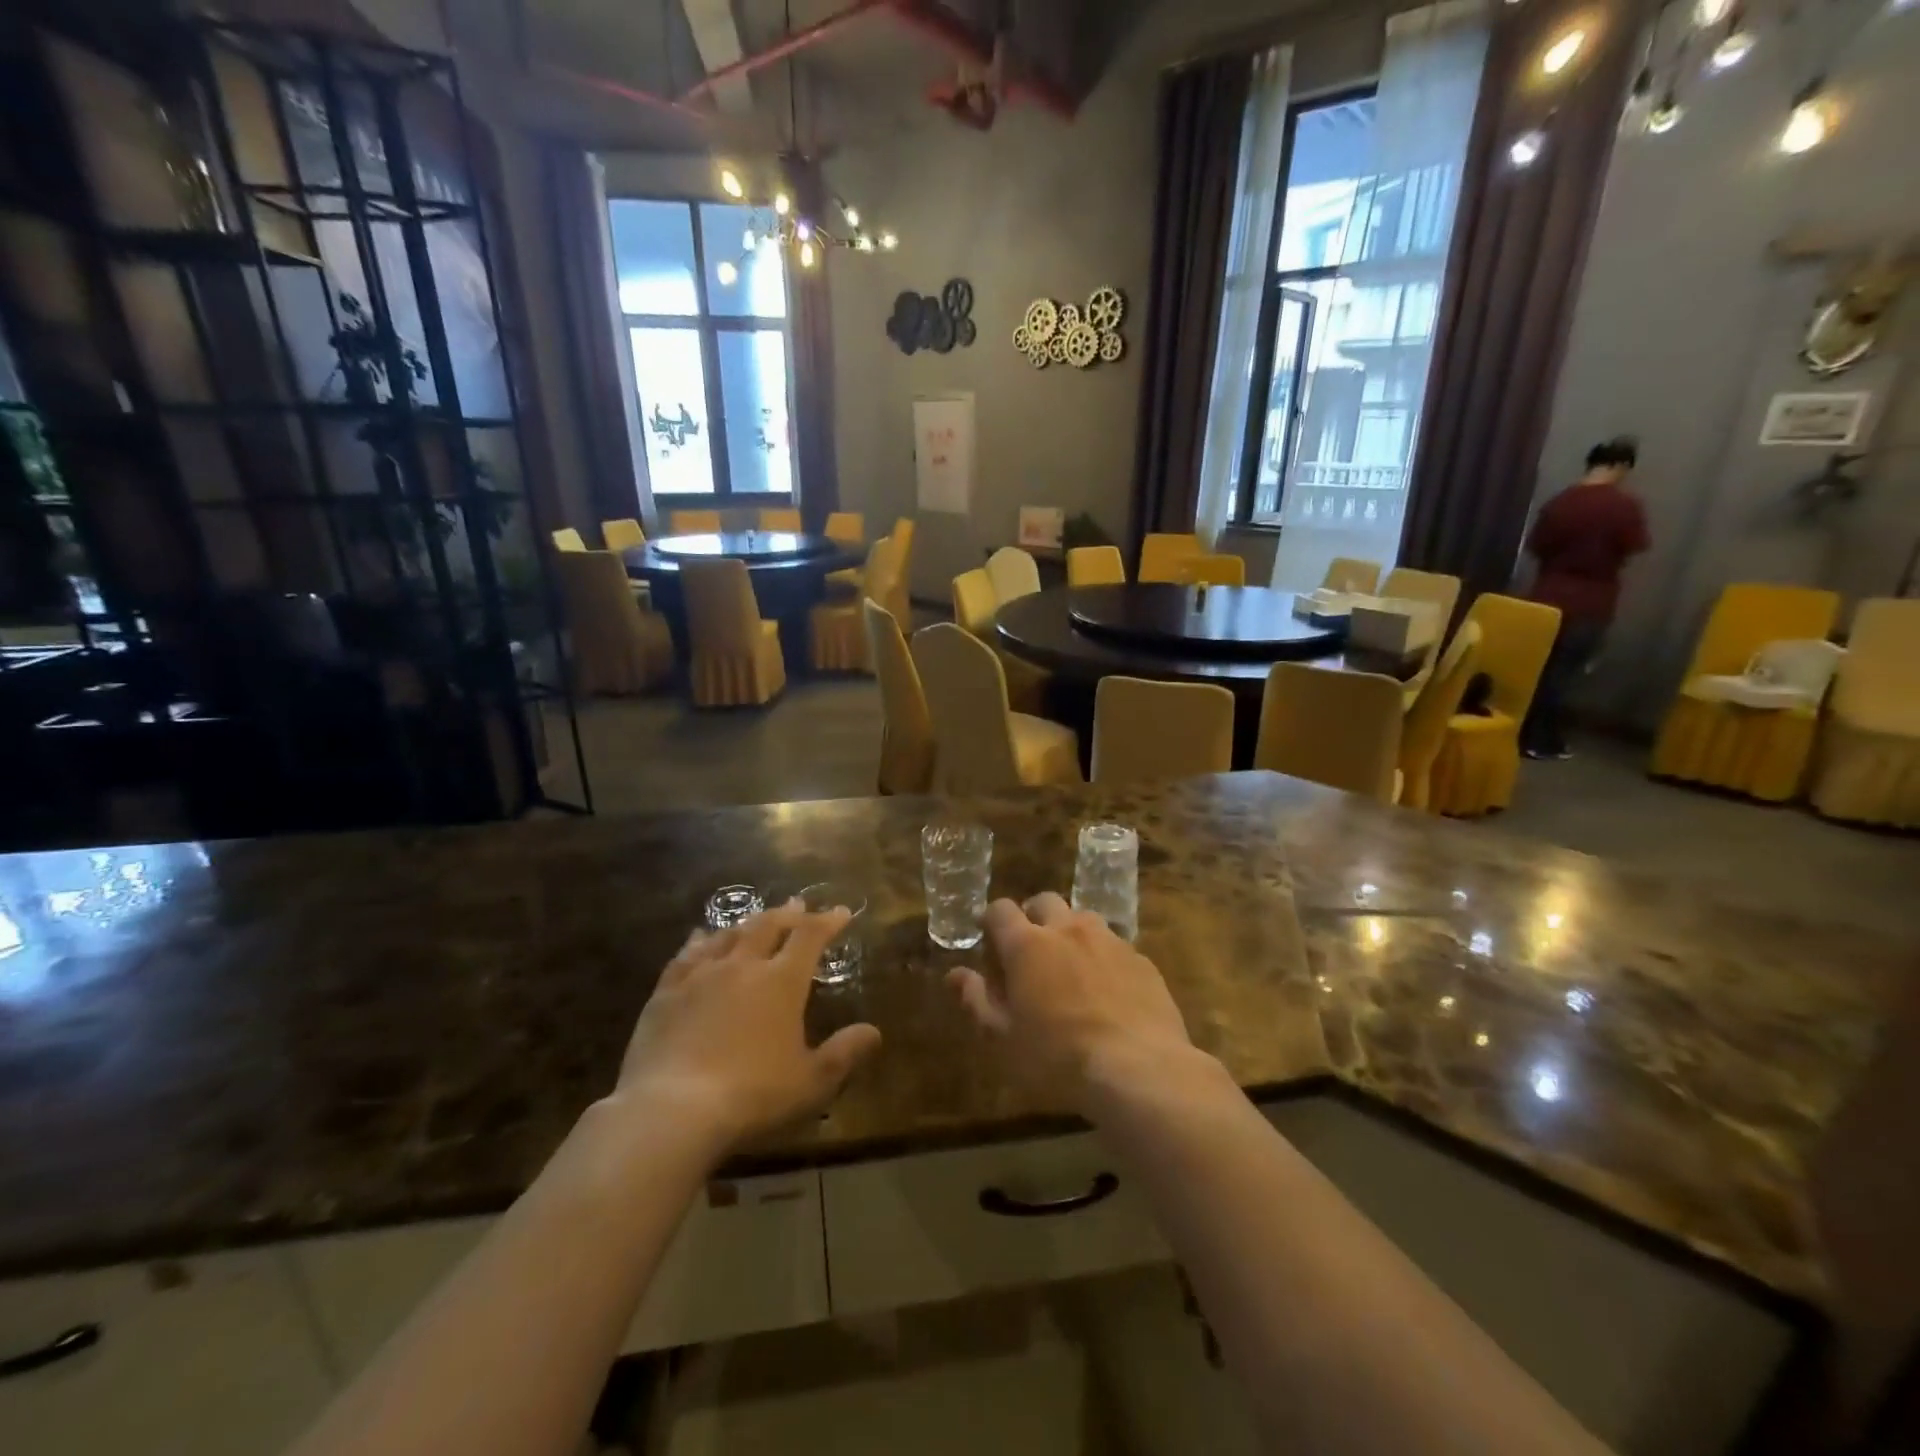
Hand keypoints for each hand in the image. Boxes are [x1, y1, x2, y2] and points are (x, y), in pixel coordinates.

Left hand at [610, 903, 881, 1151]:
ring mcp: (701, 976)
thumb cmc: (752, 1095)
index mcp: (782, 981)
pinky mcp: (666, 993)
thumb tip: (874, 1032)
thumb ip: (844, 1053)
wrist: (672, 1110)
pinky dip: (699, 941)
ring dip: (747, 923)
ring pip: (728, 935)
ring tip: (755, 919)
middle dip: (787, 913)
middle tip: (798, 904)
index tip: (841, 912)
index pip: (810, 937)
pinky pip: (686, 955)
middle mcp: (743, 966)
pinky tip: (700, 937)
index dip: (827, 921)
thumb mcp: (811, 1082)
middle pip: (768, 926)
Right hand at [948, 894, 1194, 1113]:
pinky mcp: (1141, 959)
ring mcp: (1109, 940)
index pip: (1000, 909)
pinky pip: (1115, 945)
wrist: (1137, 1068)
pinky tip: (1107, 991)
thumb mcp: (1003, 1037)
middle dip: (1033, 917)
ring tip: (1070, 968)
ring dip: (1070, 933)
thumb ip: (976, 1000)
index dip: (991, 921)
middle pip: (1044, 901)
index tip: (989, 942)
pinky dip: (1103, 957)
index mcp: (1027, 944)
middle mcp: (1067, 929)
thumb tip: (955, 974)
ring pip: (1083, 919)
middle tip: (1030, 951)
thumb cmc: (1057, 1057)